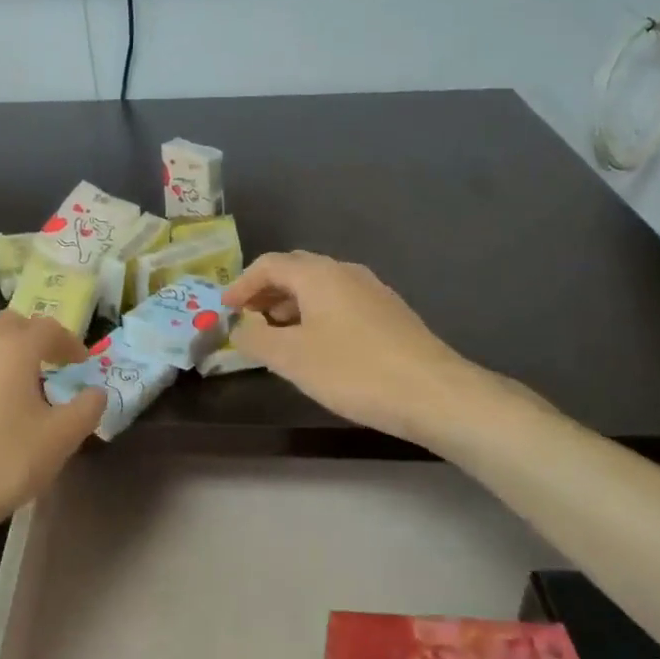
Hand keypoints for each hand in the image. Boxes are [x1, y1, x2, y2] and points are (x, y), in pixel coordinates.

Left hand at [0, 311, 106, 536]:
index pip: (47, 328)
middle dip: (32, 337)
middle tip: (48, 363)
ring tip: (17, 387)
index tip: (81, 363)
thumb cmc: (8, 461)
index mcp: (14, 350)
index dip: (69, 342)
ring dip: (3, 356)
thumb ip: (86, 408)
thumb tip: (96, 392)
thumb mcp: (61, 438)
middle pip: (9, 325)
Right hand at [223, 252, 481, 443]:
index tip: (225, 309)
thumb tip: (240, 327)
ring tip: (277, 336)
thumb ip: (255, 338)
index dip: (241, 284)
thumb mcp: (291, 358)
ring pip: (320, 288)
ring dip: (291, 305)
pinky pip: (340, 304)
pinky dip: (316, 316)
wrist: (434, 394)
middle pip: (295, 271)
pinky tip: (317, 347)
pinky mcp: (390, 315)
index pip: (269, 264)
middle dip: (266, 292)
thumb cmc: (354, 370)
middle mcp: (345, 272)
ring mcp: (373, 291)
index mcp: (318, 274)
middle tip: (247, 318)